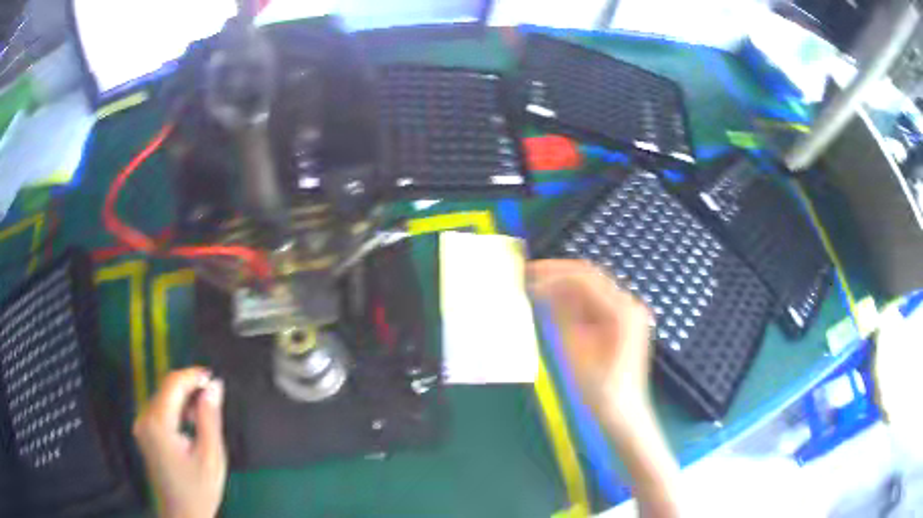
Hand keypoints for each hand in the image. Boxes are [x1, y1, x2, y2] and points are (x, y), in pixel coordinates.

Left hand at [133, 367, 226, 517]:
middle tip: (213, 399)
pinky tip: (189, 424)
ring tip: (203, 416)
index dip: (193, 376)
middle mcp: (144, 419)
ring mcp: (141, 426)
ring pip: (162, 397)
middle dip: (189, 388)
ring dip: (183, 399)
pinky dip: (175, 410)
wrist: (182, 515)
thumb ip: (210, 419)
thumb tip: (214, 386)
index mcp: (158, 423)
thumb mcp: (211, 456)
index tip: (213, 378)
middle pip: (166, 388)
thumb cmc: (199, 490)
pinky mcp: (144, 433)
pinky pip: (159, 409)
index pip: (172, 384)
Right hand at [530, 260, 679, 517]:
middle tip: (527, 277)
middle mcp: (629, 305)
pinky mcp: (621, 324)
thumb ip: (561, 316)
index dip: (553, 273)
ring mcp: (628, 314)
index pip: (584, 278)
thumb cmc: (600, 392)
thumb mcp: (575, 352)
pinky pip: (594, 303)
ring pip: (591, 288)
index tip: (527, 275)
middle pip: (590, 277)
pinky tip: (553, 306)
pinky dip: (573, 302)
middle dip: (558, 274)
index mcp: (622, 311)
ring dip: (564, 286)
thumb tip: (542, 289)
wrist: (623, 417)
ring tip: (535, 289)